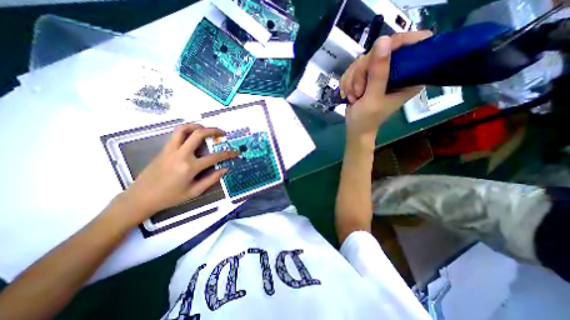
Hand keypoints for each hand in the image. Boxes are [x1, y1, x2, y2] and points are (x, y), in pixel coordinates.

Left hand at [115, 122, 238, 224]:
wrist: (141, 197)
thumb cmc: (170, 197)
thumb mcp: (195, 192)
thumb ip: (212, 179)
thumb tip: (225, 168)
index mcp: (190, 167)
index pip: (215, 157)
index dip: (228, 154)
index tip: (236, 152)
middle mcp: (181, 154)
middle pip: (199, 134)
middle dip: (214, 131)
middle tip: (223, 133)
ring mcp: (171, 150)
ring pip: (184, 129)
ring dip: (198, 126)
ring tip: (207, 129)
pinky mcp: (164, 149)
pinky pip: (176, 134)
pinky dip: (187, 130)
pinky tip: (193, 136)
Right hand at [343, 31, 432, 138]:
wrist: (355, 129)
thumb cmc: (367, 119)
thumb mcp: (373, 98)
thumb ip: (379, 73)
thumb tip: (383, 41)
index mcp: (410, 75)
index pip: (414, 43)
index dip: (396, 44)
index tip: (377, 57)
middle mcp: (397, 70)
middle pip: (380, 50)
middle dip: (362, 72)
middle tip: (359, 92)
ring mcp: (380, 72)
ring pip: (363, 59)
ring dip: (352, 80)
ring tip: (354, 97)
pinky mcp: (367, 76)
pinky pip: (353, 68)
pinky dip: (347, 82)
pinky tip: (349, 94)